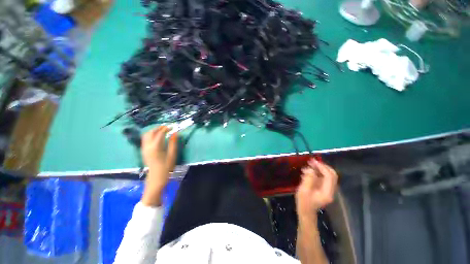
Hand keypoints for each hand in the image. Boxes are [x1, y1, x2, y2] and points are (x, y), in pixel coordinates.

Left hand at [141, 126, 177, 205]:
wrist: (156, 178)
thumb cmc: (166, 167)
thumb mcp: (172, 155)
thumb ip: (173, 143)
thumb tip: (175, 133)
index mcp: (155, 147)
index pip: (160, 133)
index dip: (166, 128)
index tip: (173, 127)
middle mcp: (148, 146)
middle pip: (151, 132)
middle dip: (159, 128)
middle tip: (167, 127)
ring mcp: (144, 148)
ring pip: (146, 135)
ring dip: (154, 131)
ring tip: (162, 130)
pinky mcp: (143, 151)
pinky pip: (145, 139)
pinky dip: (150, 135)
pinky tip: (156, 137)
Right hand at [296, 158, 337, 221]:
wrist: (306, 212)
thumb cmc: (304, 202)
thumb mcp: (303, 190)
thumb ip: (308, 179)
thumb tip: (311, 169)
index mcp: (327, 192)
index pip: (329, 176)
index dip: (322, 167)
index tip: (312, 161)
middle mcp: (331, 190)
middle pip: (332, 175)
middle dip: (322, 166)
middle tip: (312, 161)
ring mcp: (328, 190)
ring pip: (328, 175)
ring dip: (319, 169)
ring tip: (308, 165)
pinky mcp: (324, 189)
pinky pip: (323, 178)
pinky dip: (317, 172)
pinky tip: (308, 171)